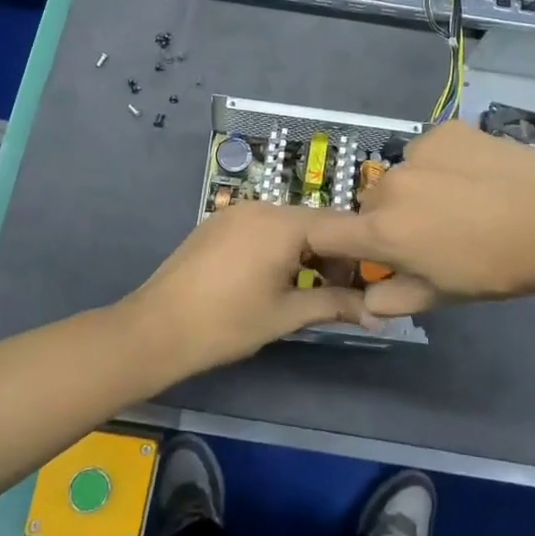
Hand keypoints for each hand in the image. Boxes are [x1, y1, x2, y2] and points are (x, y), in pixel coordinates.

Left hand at [120, 202, 370, 375]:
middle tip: (338, 291)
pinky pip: (261, 227)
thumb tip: (378, 313)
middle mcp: (261, 206)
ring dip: (304, 251)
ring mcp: (235, 212)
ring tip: (304, 288)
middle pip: (313, 222)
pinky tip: (270, 278)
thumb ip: (334, 305)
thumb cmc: (227, 323)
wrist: (156, 329)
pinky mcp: (217, 223)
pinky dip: (277, 246)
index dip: (359, 253)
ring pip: (286, 224)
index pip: (340, 225)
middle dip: (331, 253)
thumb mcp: (286, 314)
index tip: (368, 282)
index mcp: (283, 223)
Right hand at [306, 120, 534, 316]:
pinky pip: (429, 148)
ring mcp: (418, 152)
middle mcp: (390, 186)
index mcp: (383, 231)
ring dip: (415, 187)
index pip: (326, 232)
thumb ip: (394, 299)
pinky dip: (441, 161)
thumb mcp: (441, 295)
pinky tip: (475, 174)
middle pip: (371, 202)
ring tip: (460, 200)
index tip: (353, 249)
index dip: (330, 242)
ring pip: (401, 173)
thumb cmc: (495, 269)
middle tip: (430, 232)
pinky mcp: (446, 130)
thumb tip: (367, 302)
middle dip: (388, 218)